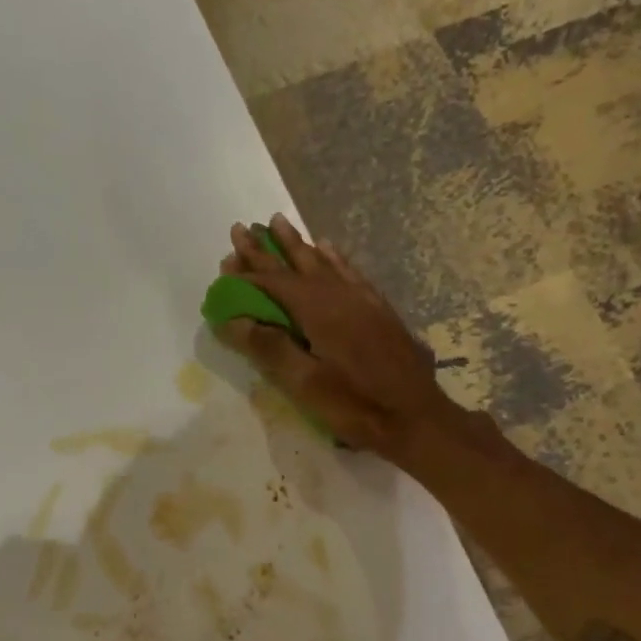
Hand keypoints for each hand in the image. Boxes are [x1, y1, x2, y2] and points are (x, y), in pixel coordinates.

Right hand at [214, 215, 455, 459]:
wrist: (416, 417)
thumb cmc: (356, 405)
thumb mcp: (305, 384)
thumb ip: (268, 348)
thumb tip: (231, 320)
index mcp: (318, 310)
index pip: (274, 282)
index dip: (247, 272)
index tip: (224, 260)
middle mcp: (340, 294)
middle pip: (297, 263)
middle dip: (268, 247)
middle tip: (244, 227)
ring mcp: (363, 299)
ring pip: (324, 262)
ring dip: (298, 245)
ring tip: (280, 223)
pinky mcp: (379, 310)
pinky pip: (350, 271)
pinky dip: (333, 257)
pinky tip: (329, 249)